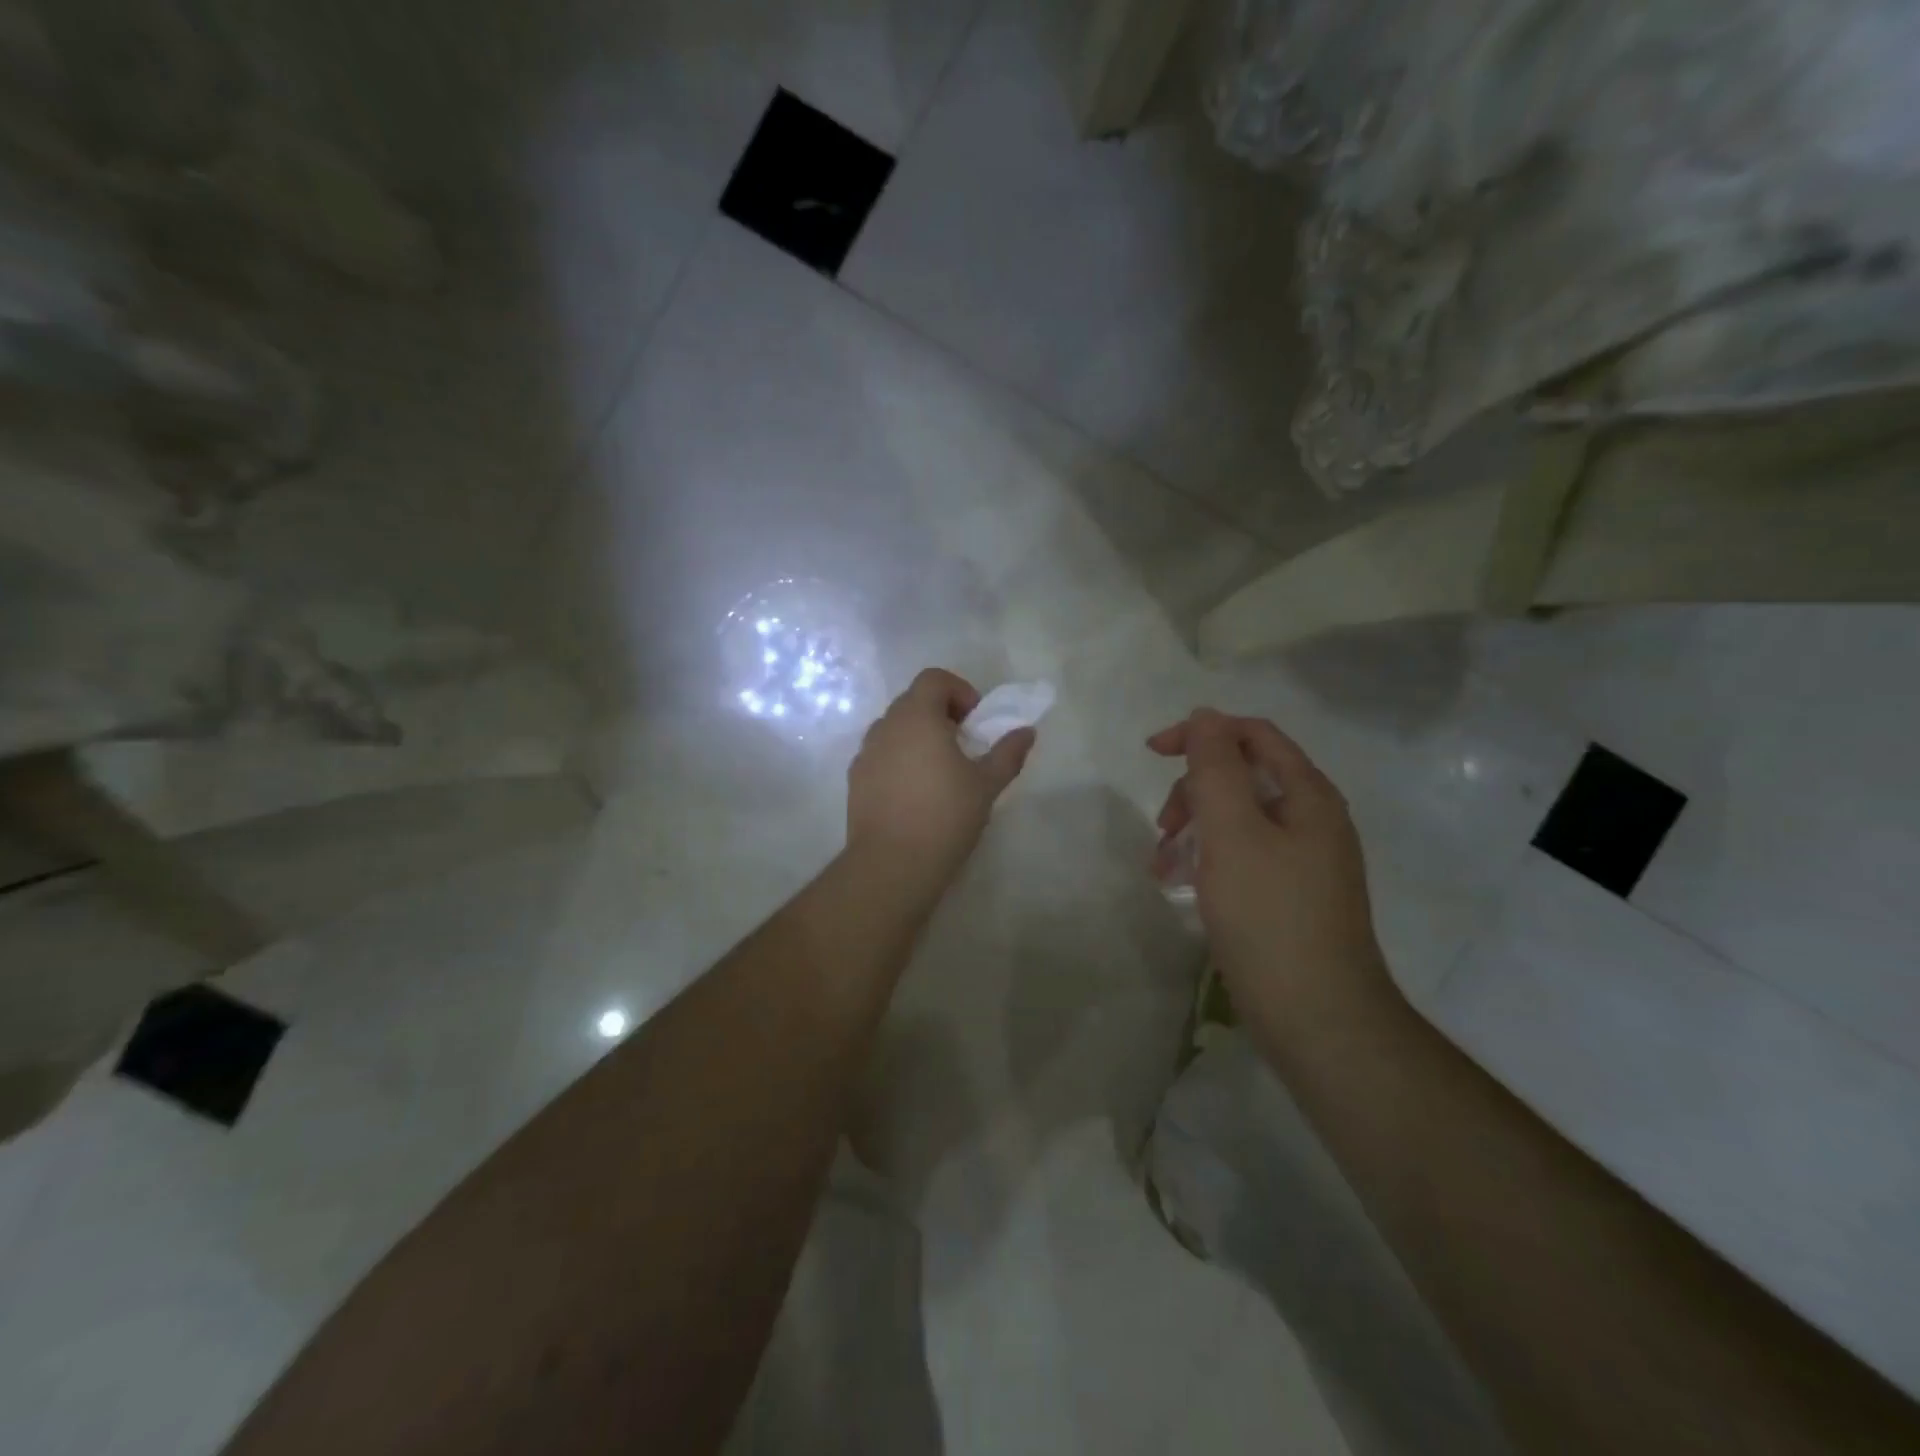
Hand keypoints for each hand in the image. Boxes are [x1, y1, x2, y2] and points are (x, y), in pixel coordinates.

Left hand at [848, 669, 1035, 880]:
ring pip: (894, 729)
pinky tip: (915, 793)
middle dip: (941, 714)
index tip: (975, 722)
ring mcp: (865, 753)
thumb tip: (1027, 732)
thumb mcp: (986, 784)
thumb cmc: (945, 815)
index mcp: (916, 716)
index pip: (933, 679)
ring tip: (940, 771)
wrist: (892, 864)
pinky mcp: (855, 780)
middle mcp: (885, 726)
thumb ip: (1008, 753)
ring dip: (918, 737)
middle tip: (963, 746)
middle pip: (912, 701)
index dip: (959, 691)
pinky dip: (899, 759)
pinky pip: (881, 755)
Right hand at [1149, 710, 1390, 1022]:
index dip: (1201, 733)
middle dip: (1194, 791)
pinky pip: (1243, 857)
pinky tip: (1183, 888)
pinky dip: (1208, 860)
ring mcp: (1305, 861)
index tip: (1152, 752)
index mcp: (1308, 795)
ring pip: (1238, 820)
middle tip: (1162, 826)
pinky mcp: (1291, 896)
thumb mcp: (1232, 832)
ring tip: (1162, 866)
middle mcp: (1313, 820)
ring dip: (1195, 829)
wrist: (1318, 1018)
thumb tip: (1205, 716)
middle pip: (1244, 776)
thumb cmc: (1269, 916)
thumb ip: (1215, 767)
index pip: (1253, 735)